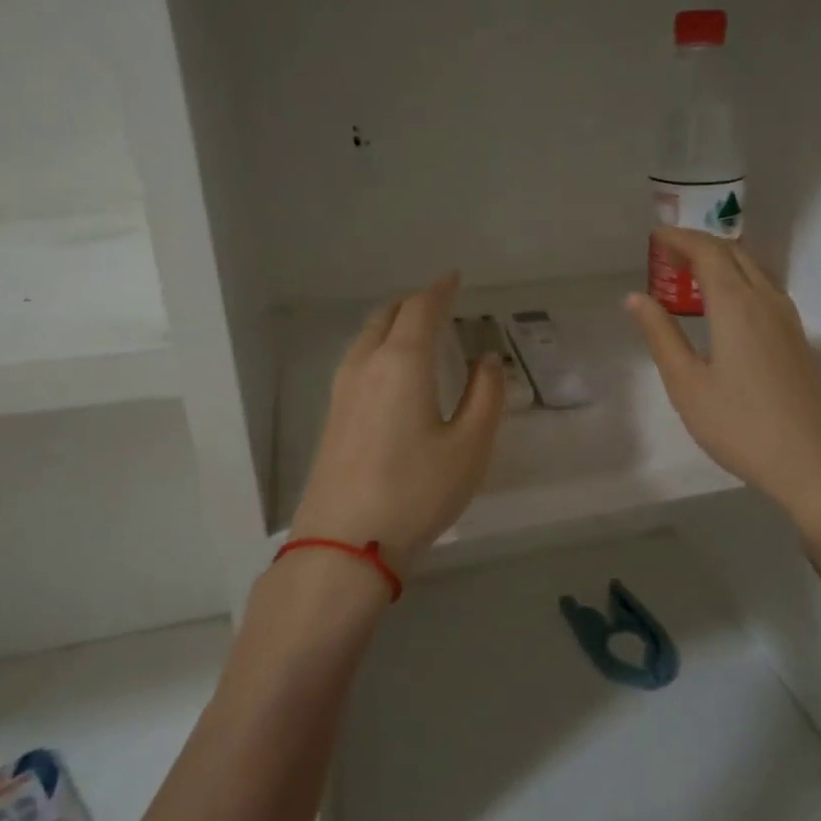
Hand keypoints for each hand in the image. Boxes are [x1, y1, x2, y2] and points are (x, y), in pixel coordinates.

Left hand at [290, 272, 504, 574]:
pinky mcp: (332, 416)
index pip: (421, 309)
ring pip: (367, 337)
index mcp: (402, 363)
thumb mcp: (469, 447)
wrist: (344, 544)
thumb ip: (486, 396)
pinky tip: (391, 370)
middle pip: (387, 316)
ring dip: (392, 323)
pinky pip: (357, 360)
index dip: (440, 289)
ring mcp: (341, 391)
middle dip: (413, 303)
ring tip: (416, 330)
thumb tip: (487, 358)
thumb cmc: (416, 491)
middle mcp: (366, 365)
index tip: (454, 277)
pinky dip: (379, 347)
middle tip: (438, 301)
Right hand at [625, 228, 820, 539]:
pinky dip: (740, 283)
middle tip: (668, 256)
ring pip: (755, 271)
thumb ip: (661, 336)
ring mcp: (789, 320)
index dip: (680, 238)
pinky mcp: (799, 341)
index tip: (655, 237)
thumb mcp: (687, 384)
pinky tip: (726, 310)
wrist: (813, 464)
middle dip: (700, 245)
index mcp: (737, 305)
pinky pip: (766, 291)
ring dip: (723, 263)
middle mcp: (767, 301)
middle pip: (735, 253)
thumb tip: (636, 298)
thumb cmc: (740, 425)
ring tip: (692, 278)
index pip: (708, 252)